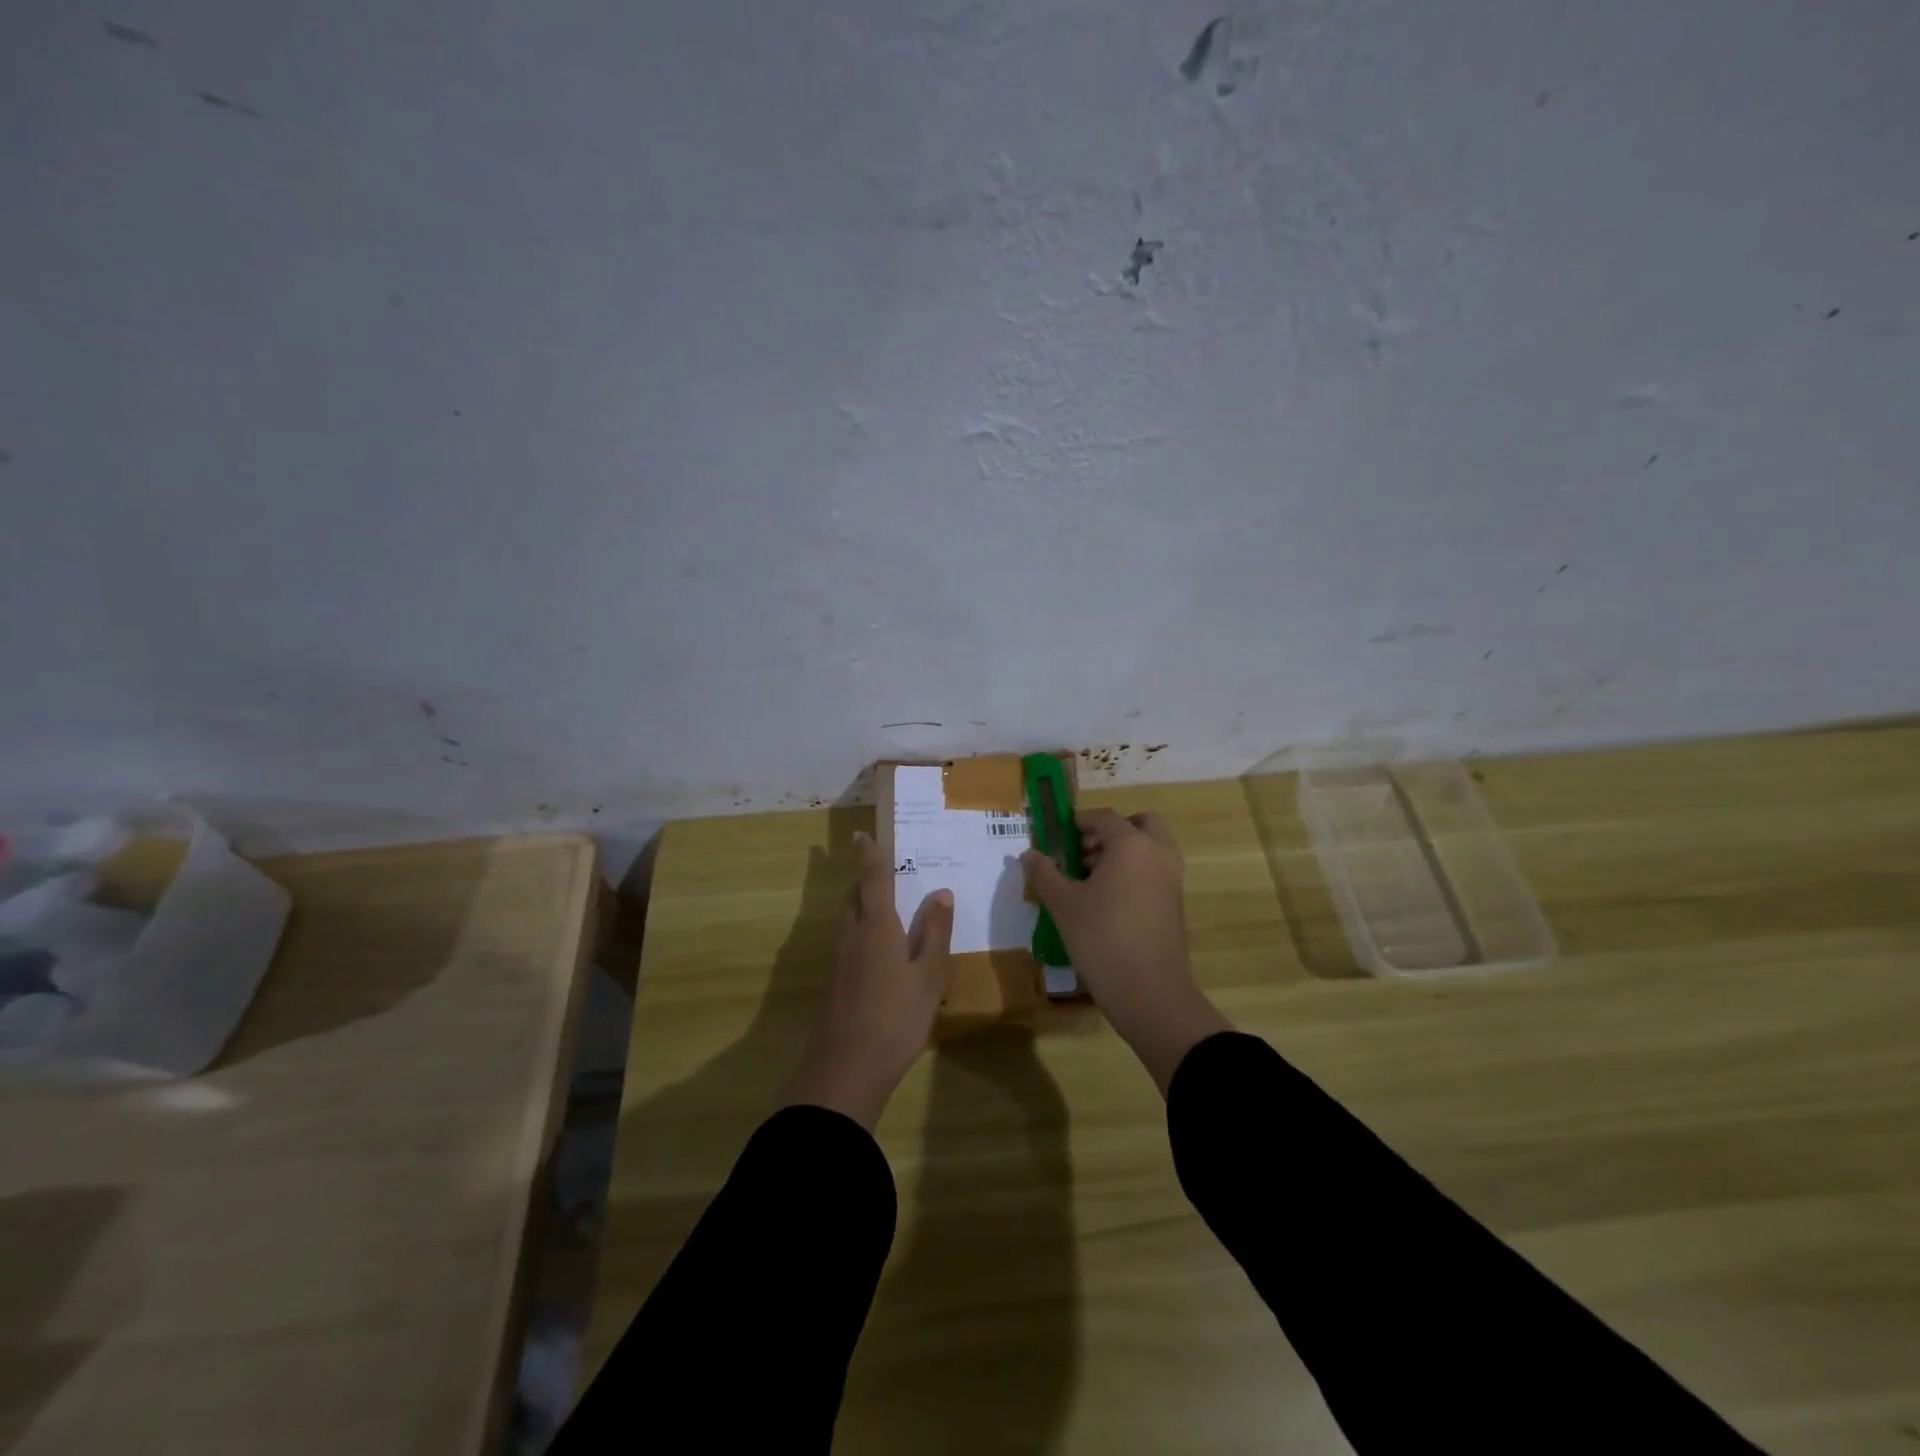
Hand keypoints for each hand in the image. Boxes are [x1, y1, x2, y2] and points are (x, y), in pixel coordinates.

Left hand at [782, 830, 954, 1130]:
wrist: (847, 1066)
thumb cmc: (896, 1016)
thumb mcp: (929, 975)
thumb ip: (936, 933)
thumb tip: (941, 892)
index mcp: (877, 926)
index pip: (873, 879)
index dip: (869, 856)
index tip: (860, 834)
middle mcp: (853, 934)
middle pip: (855, 897)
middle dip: (865, 881)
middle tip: (883, 871)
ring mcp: (841, 959)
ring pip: (849, 919)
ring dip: (862, 905)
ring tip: (885, 905)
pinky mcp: (837, 981)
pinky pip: (850, 940)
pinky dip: (862, 930)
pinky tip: (879, 949)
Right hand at [1023, 808, 1229, 1093]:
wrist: (1150, 992)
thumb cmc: (1102, 939)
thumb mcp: (1063, 904)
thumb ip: (1044, 873)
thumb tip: (1029, 854)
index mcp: (1132, 844)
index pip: (1104, 817)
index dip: (1079, 821)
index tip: (1059, 833)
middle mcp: (1158, 853)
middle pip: (1140, 823)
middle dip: (1111, 830)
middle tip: (1084, 851)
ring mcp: (1172, 878)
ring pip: (1150, 847)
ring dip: (1123, 851)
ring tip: (1089, 879)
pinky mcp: (1176, 903)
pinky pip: (1155, 870)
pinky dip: (1135, 871)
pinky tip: (1107, 900)